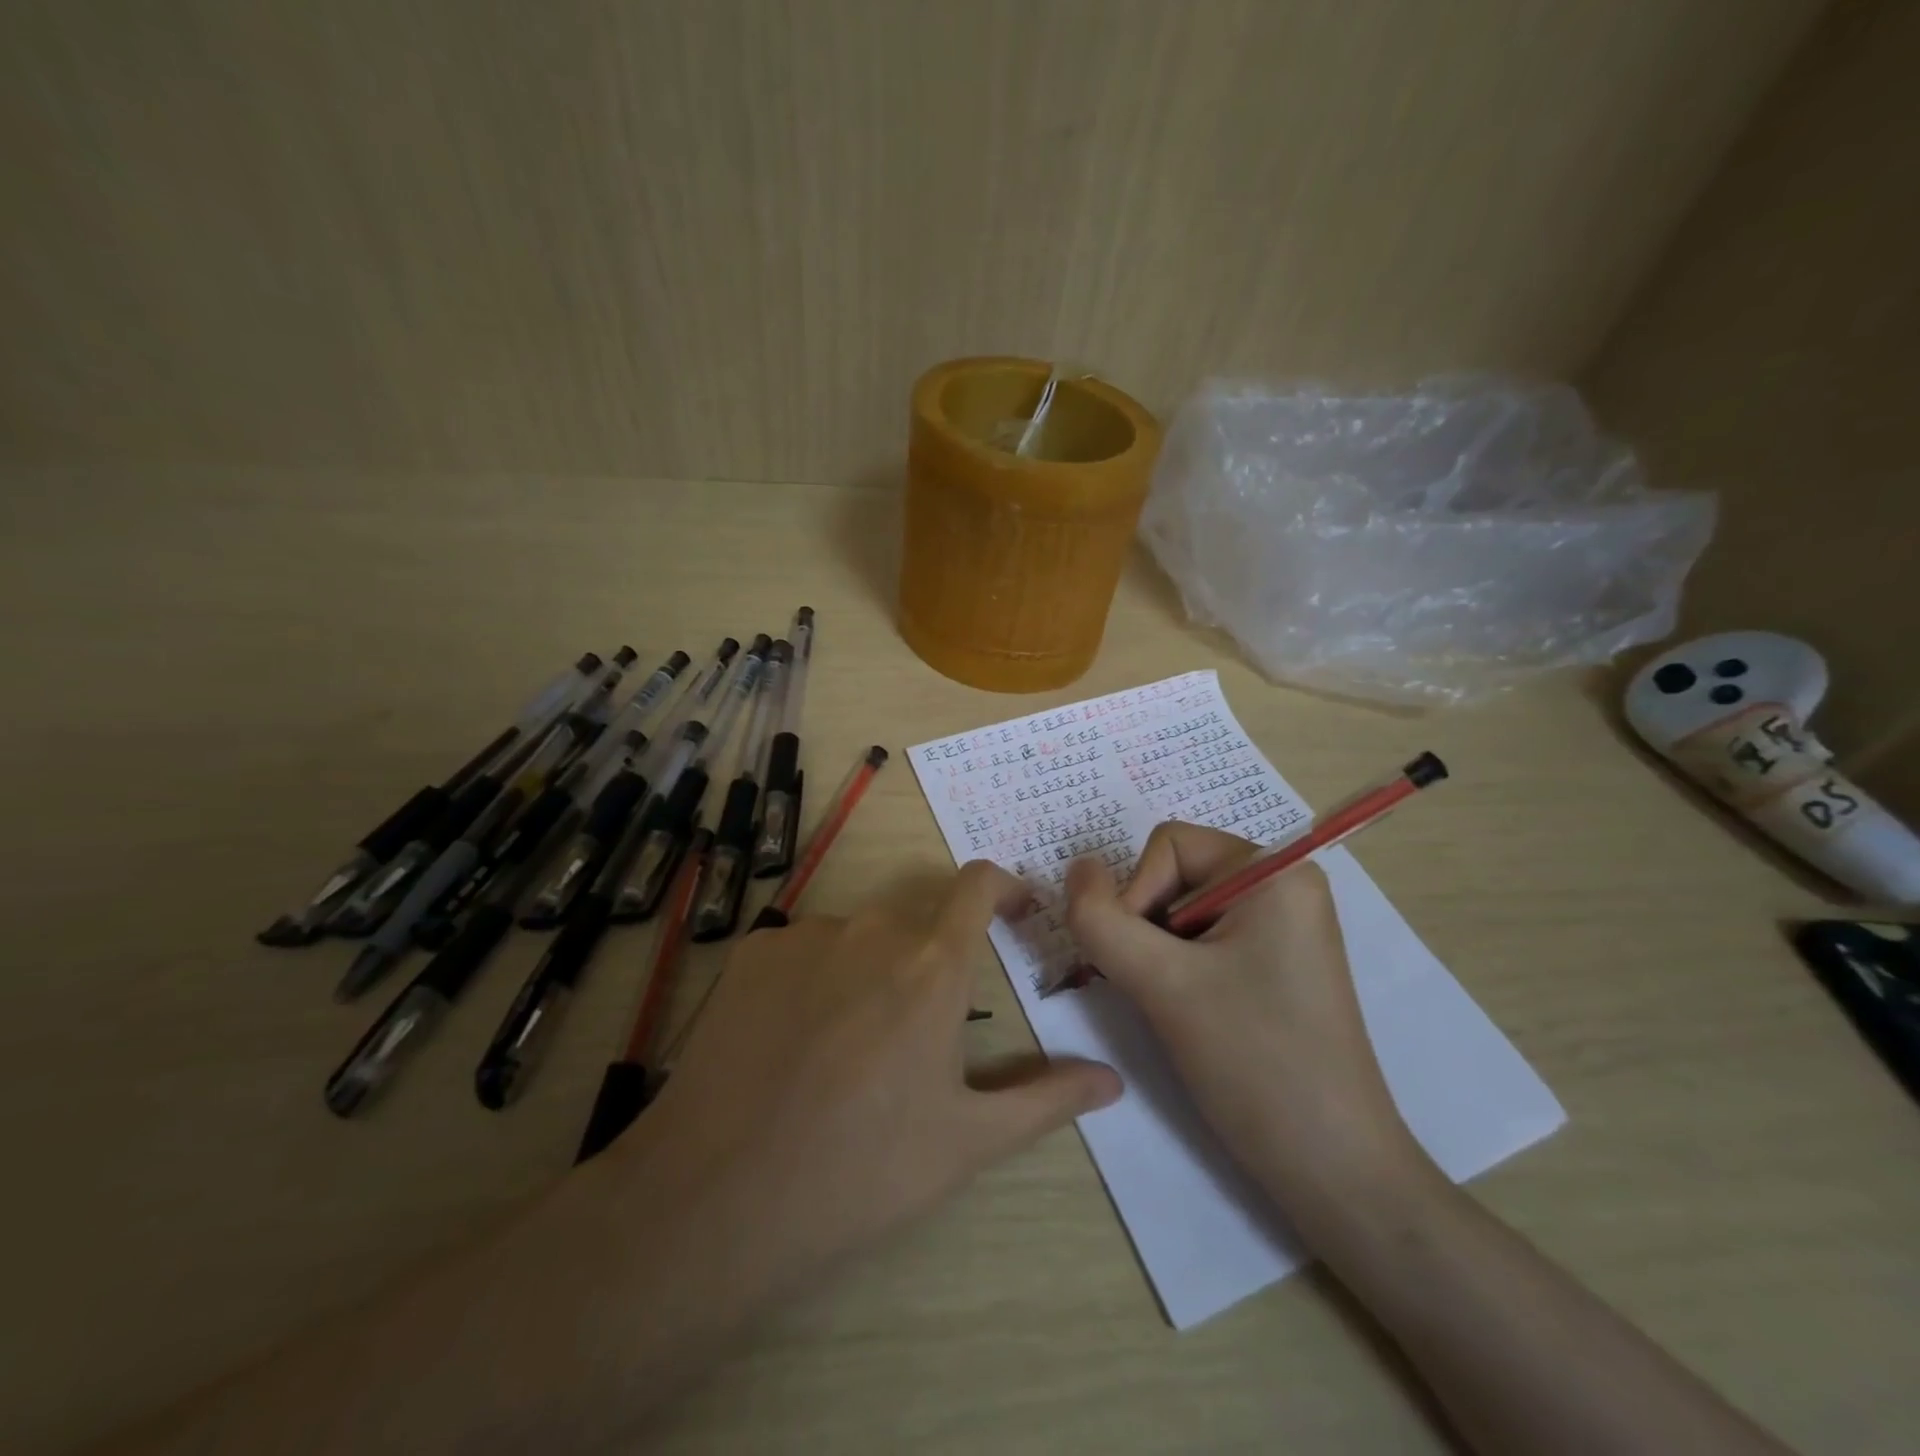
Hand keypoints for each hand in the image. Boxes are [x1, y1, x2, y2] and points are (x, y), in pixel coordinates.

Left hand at [628, 860, 1122, 1284]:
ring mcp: (805, 935)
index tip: (1017, 909)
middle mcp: (872, 929)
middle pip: (918, 914)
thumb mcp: (966, 1141)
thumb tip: (1112, 1079)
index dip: (1005, 886)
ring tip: (852, 1045)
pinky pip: (803, 947)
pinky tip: (795, 1040)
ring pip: (859, 934)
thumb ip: (1046, 1099)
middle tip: (926, 1022)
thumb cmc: (861, 1172)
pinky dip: (816, 976)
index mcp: (932, 965)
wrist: (716, 1196)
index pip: (979, 885)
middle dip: (934, 950)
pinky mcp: (752, 951)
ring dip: (872, 967)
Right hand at [1063, 823, 1422, 1210]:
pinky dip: (1181, 968)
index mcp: (1274, 871)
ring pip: (1183, 911)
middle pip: (1176, 874)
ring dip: (1160, 953)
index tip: (1146, 963)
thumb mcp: (1161, 984)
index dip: (1137, 895)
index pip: (1168, 845)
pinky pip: (1207, 939)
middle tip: (1159, 989)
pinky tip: (1194, 1014)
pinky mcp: (1278, 963)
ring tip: (1179, 1008)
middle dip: (1148, 926)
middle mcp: (1285, 885)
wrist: (1334, 1171)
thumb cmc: (1254, 1063)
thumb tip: (1076, 868)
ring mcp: (1285, 926)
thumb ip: (1101, 919)